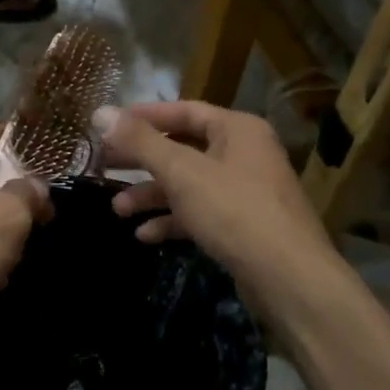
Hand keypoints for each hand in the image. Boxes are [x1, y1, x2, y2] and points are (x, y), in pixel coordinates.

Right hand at [97, 102, 342, 316]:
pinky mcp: (244, 226)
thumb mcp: (181, 172)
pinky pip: (201, 213)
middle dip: (142, 160)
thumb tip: (100, 111)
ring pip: (189, 184)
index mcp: (237, 129)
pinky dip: (173, 220)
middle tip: (104, 165)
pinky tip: (145, 235)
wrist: (289, 279)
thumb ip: (140, 141)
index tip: (108, 125)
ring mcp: (246, 191)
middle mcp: (244, 153)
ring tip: (117, 210)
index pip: (183, 110)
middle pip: (183, 148)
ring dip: (153, 195)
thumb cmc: (234, 211)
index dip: (143, 116)